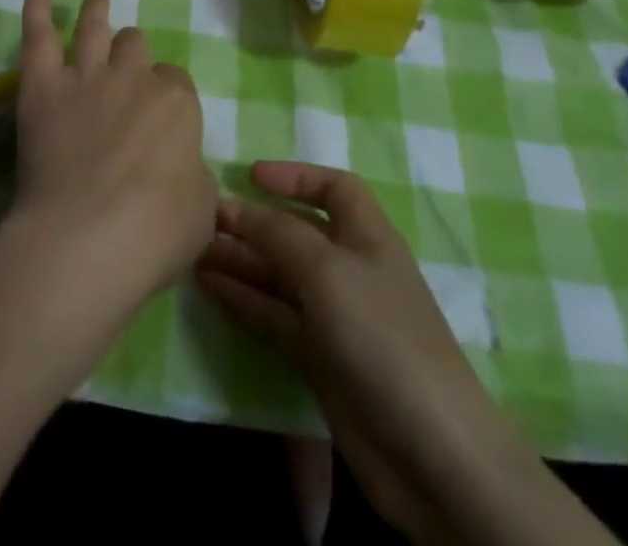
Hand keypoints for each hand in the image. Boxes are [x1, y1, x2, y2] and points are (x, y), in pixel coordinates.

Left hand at [0, 0, 216, 324]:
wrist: (86, 240)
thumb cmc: (154, 233)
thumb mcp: (202, 209)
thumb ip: (193, 175)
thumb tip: (181, 169)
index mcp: (176, 101)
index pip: (175, 82)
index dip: (166, 97)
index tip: (159, 121)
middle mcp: (133, 77)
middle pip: (135, 47)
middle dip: (133, 54)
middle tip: (126, 69)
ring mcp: (86, 76)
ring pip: (95, 27)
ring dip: (97, 10)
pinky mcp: (43, 86)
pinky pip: (38, 34)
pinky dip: (36, 6)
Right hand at [196, 162, 504, 539]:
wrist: (431, 453)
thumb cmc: (381, 335)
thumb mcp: (326, 269)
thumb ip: (277, 232)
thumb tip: (234, 207)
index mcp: (368, 236)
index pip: (335, 188)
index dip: (296, 176)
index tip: (251, 175)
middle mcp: (351, 269)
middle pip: (298, 232)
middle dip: (255, 222)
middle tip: (205, 218)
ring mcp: (336, 317)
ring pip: (280, 276)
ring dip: (242, 261)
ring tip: (196, 250)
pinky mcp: (321, 360)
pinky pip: (275, 317)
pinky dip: (244, 300)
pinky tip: (210, 287)